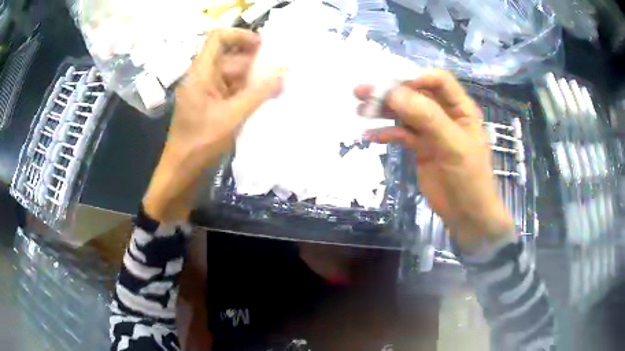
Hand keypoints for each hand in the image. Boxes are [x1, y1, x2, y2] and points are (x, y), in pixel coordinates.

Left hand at [144, 29, 282, 221]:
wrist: (181, 173)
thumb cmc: (201, 144)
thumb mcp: (232, 116)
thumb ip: (259, 92)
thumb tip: (283, 71)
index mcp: (200, 74)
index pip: (218, 38)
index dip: (240, 36)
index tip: (263, 46)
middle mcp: (202, 78)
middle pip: (230, 58)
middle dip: (255, 63)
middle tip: (279, 73)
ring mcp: (206, 93)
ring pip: (232, 76)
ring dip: (254, 80)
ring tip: (277, 89)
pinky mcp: (210, 107)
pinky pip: (231, 91)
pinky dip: (247, 93)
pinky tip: (264, 101)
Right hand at [355, 70, 514, 252]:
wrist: (467, 215)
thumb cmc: (470, 179)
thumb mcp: (454, 145)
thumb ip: (428, 117)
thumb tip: (394, 93)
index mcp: (461, 108)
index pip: (438, 81)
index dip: (417, 77)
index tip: (393, 86)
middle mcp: (445, 114)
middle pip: (417, 94)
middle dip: (391, 92)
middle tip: (362, 91)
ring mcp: (431, 131)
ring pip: (405, 113)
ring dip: (384, 110)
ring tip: (360, 110)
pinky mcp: (419, 147)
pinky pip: (400, 134)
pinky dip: (386, 133)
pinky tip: (370, 136)